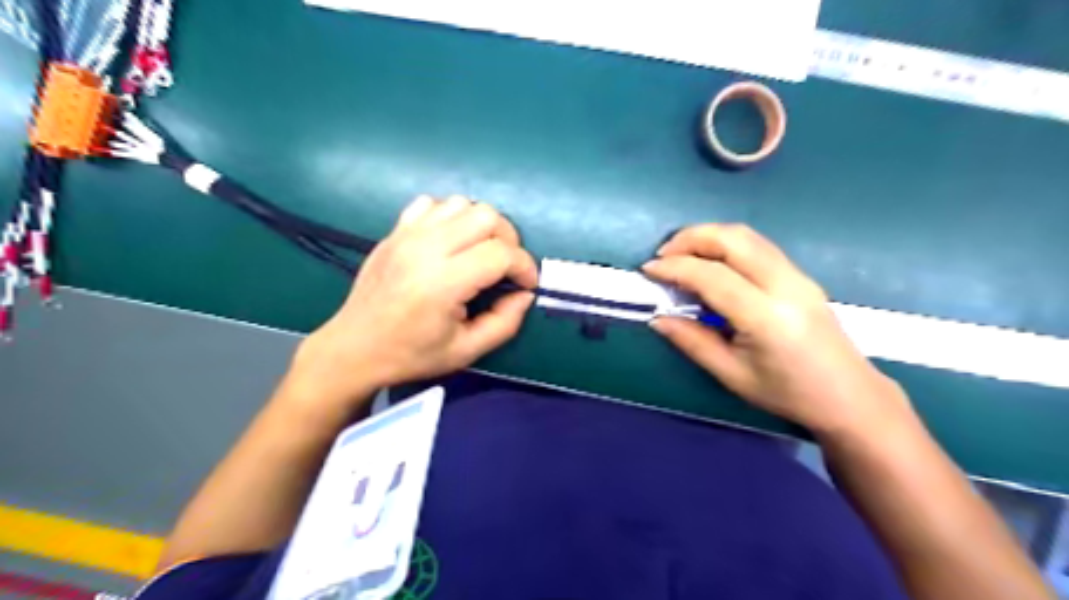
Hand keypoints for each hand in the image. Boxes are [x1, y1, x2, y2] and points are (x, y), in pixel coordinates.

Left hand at [288, 195, 538, 407]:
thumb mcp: (467, 351)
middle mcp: (426, 248)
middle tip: (505, 268)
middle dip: (508, 240)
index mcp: (443, 282)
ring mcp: (407, 234)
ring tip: (479, 254)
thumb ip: (505, 322)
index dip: (525, 267)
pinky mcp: (395, 231)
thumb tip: (525, 294)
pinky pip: (432, 204)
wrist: (354, 348)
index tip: (526, 285)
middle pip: (487, 216)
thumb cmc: (411, 354)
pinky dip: (451, 217)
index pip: (501, 253)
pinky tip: (449, 242)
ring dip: (481, 226)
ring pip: (462, 204)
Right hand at [642, 222, 909, 436]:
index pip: (713, 276)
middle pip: (733, 239)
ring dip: (708, 236)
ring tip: (681, 254)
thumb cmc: (787, 393)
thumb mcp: (731, 375)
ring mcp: (797, 276)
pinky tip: (711, 262)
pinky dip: (726, 244)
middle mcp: (785, 285)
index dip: (675, 267)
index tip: (648, 269)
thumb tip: (657, 318)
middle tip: (663, 255)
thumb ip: (692, 341)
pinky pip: (757, 245)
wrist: (849, 397)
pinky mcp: (800, 275)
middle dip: (691, 238)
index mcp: (766, 317)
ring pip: (747, 235)